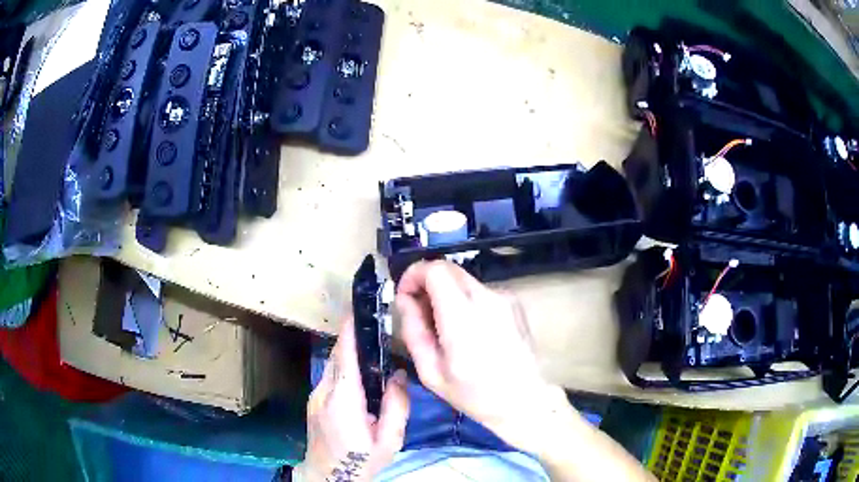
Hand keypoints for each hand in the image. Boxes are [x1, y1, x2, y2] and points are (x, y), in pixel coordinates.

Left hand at [295, 316, 409, 481]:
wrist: (327, 477)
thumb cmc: (361, 461)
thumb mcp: (389, 441)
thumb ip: (396, 407)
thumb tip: (398, 375)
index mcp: (344, 400)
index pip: (345, 356)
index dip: (351, 331)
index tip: (360, 310)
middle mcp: (324, 392)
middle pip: (337, 355)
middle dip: (353, 337)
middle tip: (375, 326)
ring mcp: (315, 395)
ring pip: (332, 364)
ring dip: (348, 352)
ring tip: (371, 348)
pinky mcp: (314, 400)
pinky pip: (330, 375)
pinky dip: (343, 366)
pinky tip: (360, 374)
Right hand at [396, 260, 555, 449]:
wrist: (524, 400)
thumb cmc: (474, 394)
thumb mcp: (431, 372)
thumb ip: (413, 331)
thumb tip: (405, 300)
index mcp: (463, 317)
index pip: (435, 269)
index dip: (414, 275)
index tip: (405, 296)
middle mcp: (487, 298)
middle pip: (449, 269)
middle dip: (427, 283)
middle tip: (419, 312)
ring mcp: (504, 298)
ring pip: (463, 280)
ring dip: (446, 294)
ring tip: (445, 328)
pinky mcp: (514, 302)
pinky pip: (480, 292)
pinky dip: (465, 301)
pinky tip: (469, 331)